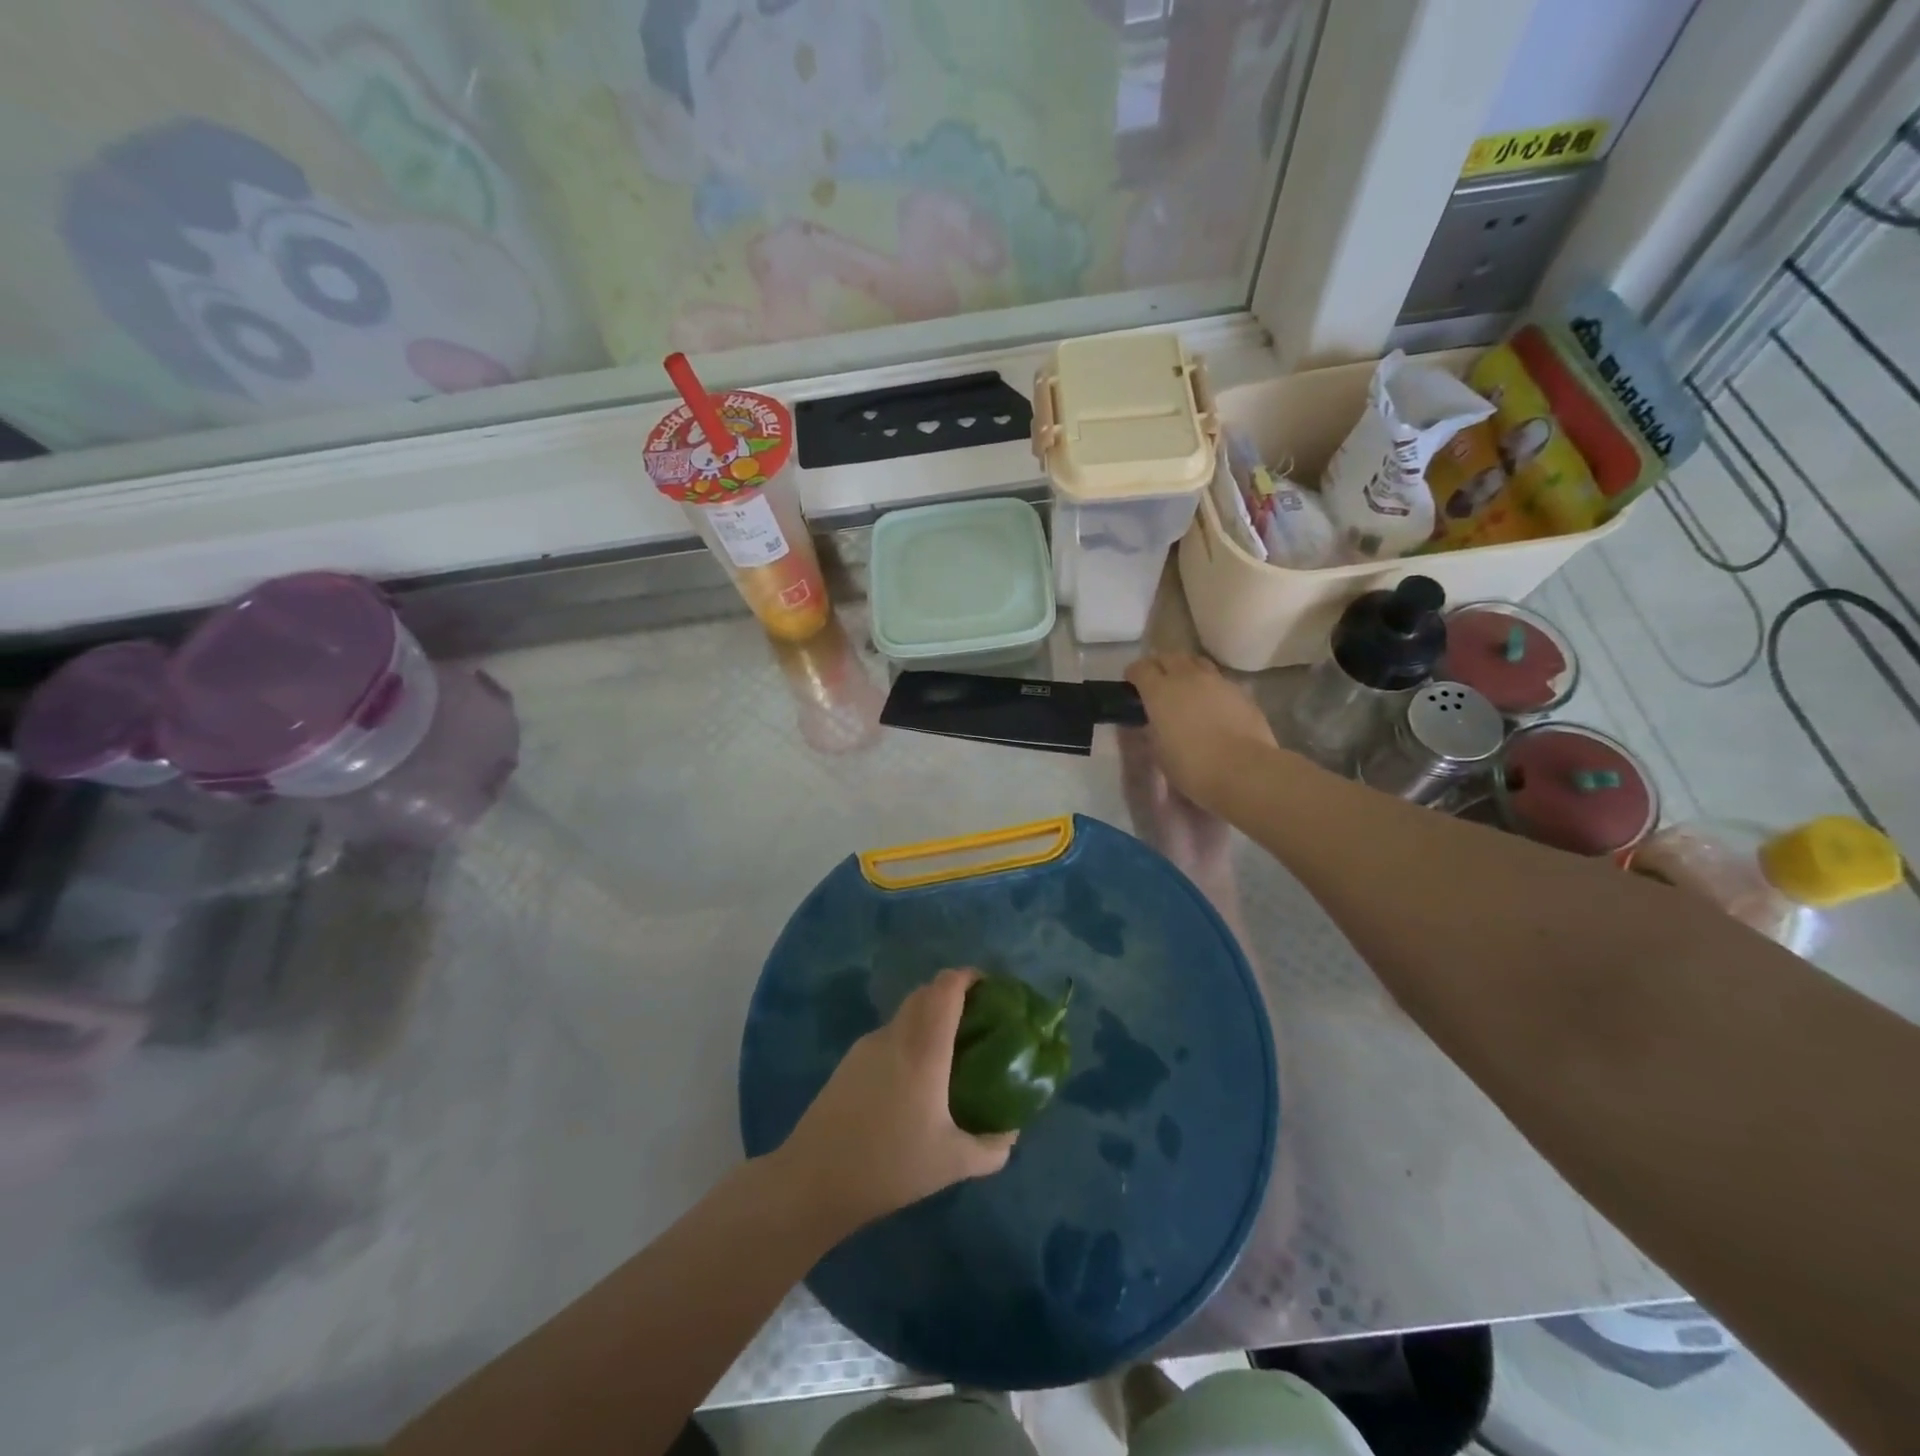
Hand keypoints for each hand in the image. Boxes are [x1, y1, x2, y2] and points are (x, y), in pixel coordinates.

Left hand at [773, 968, 1015, 1235]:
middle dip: (953, 994)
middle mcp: (895, 1036)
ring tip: (950, 1050)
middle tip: (978, 1019)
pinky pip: (889, 1035)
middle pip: (926, 993)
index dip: (968, 977)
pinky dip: (909, 1038)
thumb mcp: (953, 1164)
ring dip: (930, 1016)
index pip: (946, 988)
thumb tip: (1012, 1132)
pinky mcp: (849, 1061)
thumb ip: (992, 1148)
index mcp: (923, 1049)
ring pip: (905, 1014)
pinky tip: (915, 1078)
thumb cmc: (890, 1166)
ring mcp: (867, 1046)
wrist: (814, 1180)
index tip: (991, 988)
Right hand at [1125, 654, 1281, 812]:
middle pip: (1169, 656)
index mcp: (1160, 691)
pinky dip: (1209, 685)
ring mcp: (1217, 681)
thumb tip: (1155, 722)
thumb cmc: (1192, 766)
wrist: (1244, 770)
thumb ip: (1154, 729)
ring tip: (1185, 685)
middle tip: (1157, 680)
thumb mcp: (1160, 750)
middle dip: (1160, 664)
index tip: (1131, 683)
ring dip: (1186, 669)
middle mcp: (1187, 677)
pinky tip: (1211, 702)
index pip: (1141, 668)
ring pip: (1196, 662)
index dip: (1134, 673)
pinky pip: (1218, 679)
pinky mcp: (1240, 691)